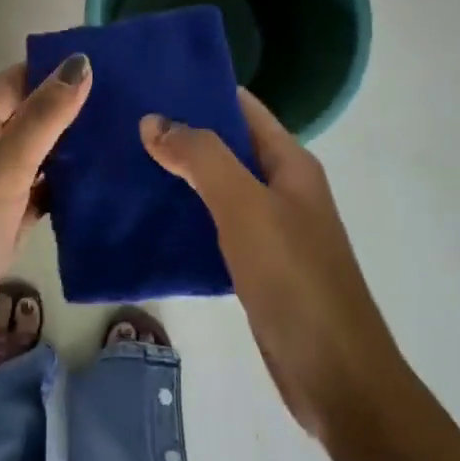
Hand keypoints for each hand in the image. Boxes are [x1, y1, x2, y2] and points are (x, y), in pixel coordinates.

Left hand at [0, 54, 90, 384]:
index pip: (11, 83)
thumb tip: (80, 62)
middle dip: (67, 110)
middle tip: (127, 102)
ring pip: (32, 160)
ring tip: (123, 137)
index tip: (106, 64)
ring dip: (69, 151)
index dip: (52, 71)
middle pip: (23, 119)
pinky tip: (99, 187)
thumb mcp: (2, 169)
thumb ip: (42, 117)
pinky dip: (61, 191)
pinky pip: (35, 197)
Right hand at [141, 91, 397, 438]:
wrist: (337, 378)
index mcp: (290, 163)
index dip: (199, 90)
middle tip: (123, 121)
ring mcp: (272, 228)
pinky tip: (148, 216)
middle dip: (181, 132)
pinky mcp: (258, 265)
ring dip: (180, 173)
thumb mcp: (245, 206)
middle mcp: (283, 188)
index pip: (241, 107)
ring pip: (218, 186)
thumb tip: (153, 120)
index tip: (148, 82)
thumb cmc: (294, 279)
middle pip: (227, 145)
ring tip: (125, 160)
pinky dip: (186, 214)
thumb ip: (201, 158)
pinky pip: (216, 225)